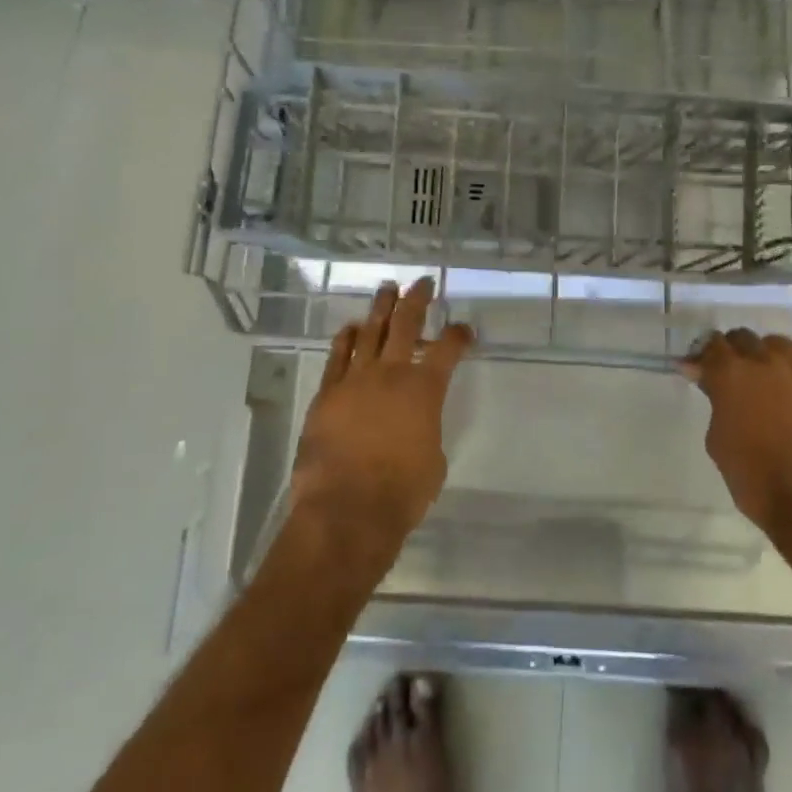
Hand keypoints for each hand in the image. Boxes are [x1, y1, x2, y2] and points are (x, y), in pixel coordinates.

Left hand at [291, 278, 473, 559]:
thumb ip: (428, 428)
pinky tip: (350, 327)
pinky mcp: (327, 393)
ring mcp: (355, 379)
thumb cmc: (402, 491)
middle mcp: (391, 373)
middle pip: (406, 323)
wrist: (347, 508)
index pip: (448, 349)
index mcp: (425, 389)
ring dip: (380, 308)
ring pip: (369, 331)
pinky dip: (345, 338)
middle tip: (422, 282)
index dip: (459, 335)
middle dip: (417, 299)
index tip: (464, 329)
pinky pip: (337, 356)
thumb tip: (416, 422)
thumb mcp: (433, 459)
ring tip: (387, 290)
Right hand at [681, 329, 791, 536]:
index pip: (711, 346)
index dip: (702, 355)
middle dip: (731, 351)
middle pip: (743, 339)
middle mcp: (765, 361)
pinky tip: (790, 382)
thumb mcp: (718, 441)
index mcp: (731, 374)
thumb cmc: (755, 478)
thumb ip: (715, 403)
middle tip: (726, 371)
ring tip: (761, 374)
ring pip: (777, 344)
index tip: (696, 369)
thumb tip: (710, 383)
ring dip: (763, 354)